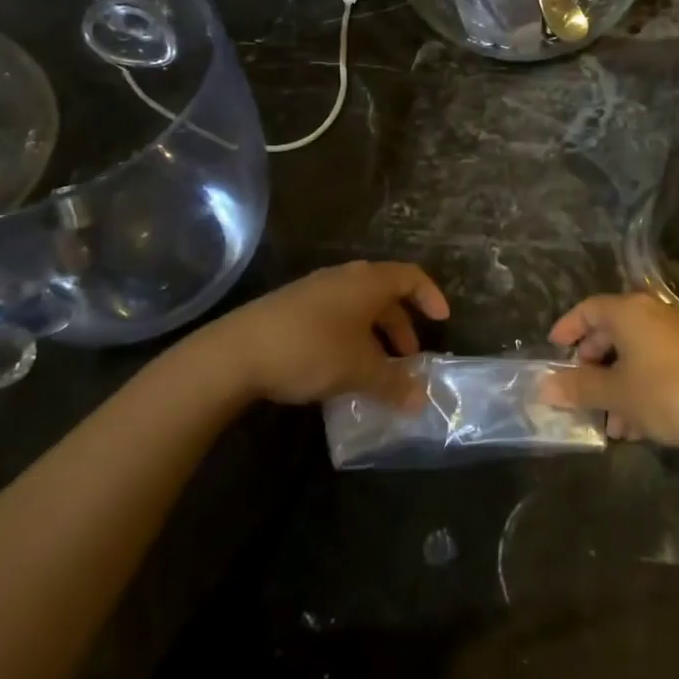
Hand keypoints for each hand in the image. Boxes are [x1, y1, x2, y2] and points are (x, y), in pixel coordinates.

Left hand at [202, 261, 448, 408]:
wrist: (236, 353)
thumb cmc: (311, 350)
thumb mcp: (358, 370)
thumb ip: (393, 384)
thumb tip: (420, 401)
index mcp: (367, 282)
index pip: (411, 276)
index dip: (430, 296)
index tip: (442, 321)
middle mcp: (344, 277)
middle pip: (384, 294)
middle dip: (401, 326)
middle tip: (408, 358)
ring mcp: (315, 290)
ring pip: (357, 307)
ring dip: (374, 335)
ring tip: (375, 369)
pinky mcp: (291, 307)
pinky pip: (335, 315)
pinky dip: (350, 336)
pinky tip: (340, 367)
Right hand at [546, 293, 678, 447]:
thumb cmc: (665, 393)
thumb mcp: (616, 394)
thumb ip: (578, 388)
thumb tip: (544, 386)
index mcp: (629, 311)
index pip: (588, 309)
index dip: (567, 328)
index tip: (553, 349)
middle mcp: (652, 313)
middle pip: (611, 332)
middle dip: (592, 365)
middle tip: (579, 391)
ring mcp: (677, 333)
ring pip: (634, 354)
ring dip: (616, 385)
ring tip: (610, 424)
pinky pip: (655, 364)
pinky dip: (640, 387)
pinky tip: (638, 425)